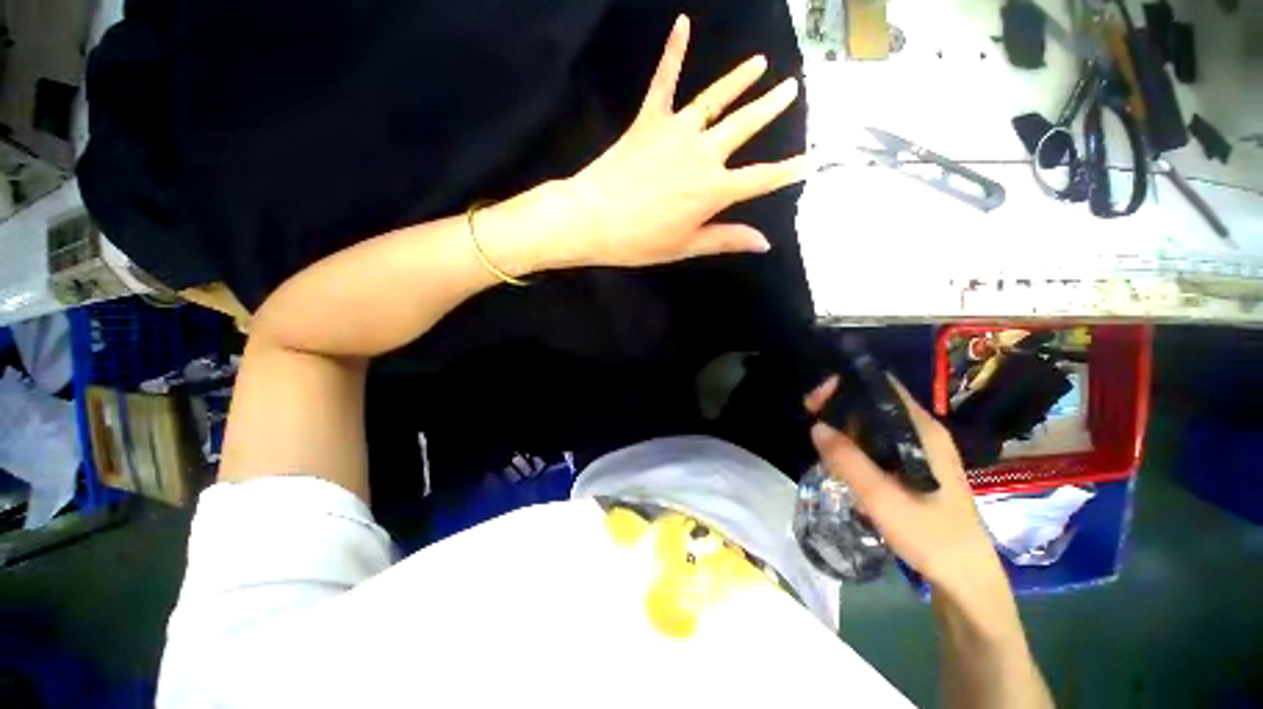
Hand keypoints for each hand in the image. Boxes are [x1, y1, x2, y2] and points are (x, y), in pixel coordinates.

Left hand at [559, 14, 805, 267]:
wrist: (593, 219)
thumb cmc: (641, 241)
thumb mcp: (687, 246)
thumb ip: (727, 239)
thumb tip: (764, 243)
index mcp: (714, 190)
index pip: (761, 179)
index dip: (787, 172)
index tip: (811, 161)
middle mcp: (703, 154)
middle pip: (744, 126)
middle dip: (770, 108)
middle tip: (792, 89)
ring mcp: (676, 132)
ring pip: (715, 100)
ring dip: (739, 80)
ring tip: (760, 64)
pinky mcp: (649, 120)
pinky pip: (664, 82)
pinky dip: (673, 52)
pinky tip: (683, 24)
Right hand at [804, 377, 1005, 596]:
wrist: (965, 578)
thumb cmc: (929, 535)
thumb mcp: (880, 497)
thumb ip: (846, 459)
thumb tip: (816, 426)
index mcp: (922, 430)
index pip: (881, 386)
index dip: (846, 384)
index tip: (816, 400)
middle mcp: (924, 432)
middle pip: (875, 403)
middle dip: (839, 407)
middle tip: (812, 422)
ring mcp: (923, 449)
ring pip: (875, 424)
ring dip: (846, 428)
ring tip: (823, 445)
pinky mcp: (918, 466)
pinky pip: (880, 443)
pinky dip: (857, 445)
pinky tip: (843, 463)